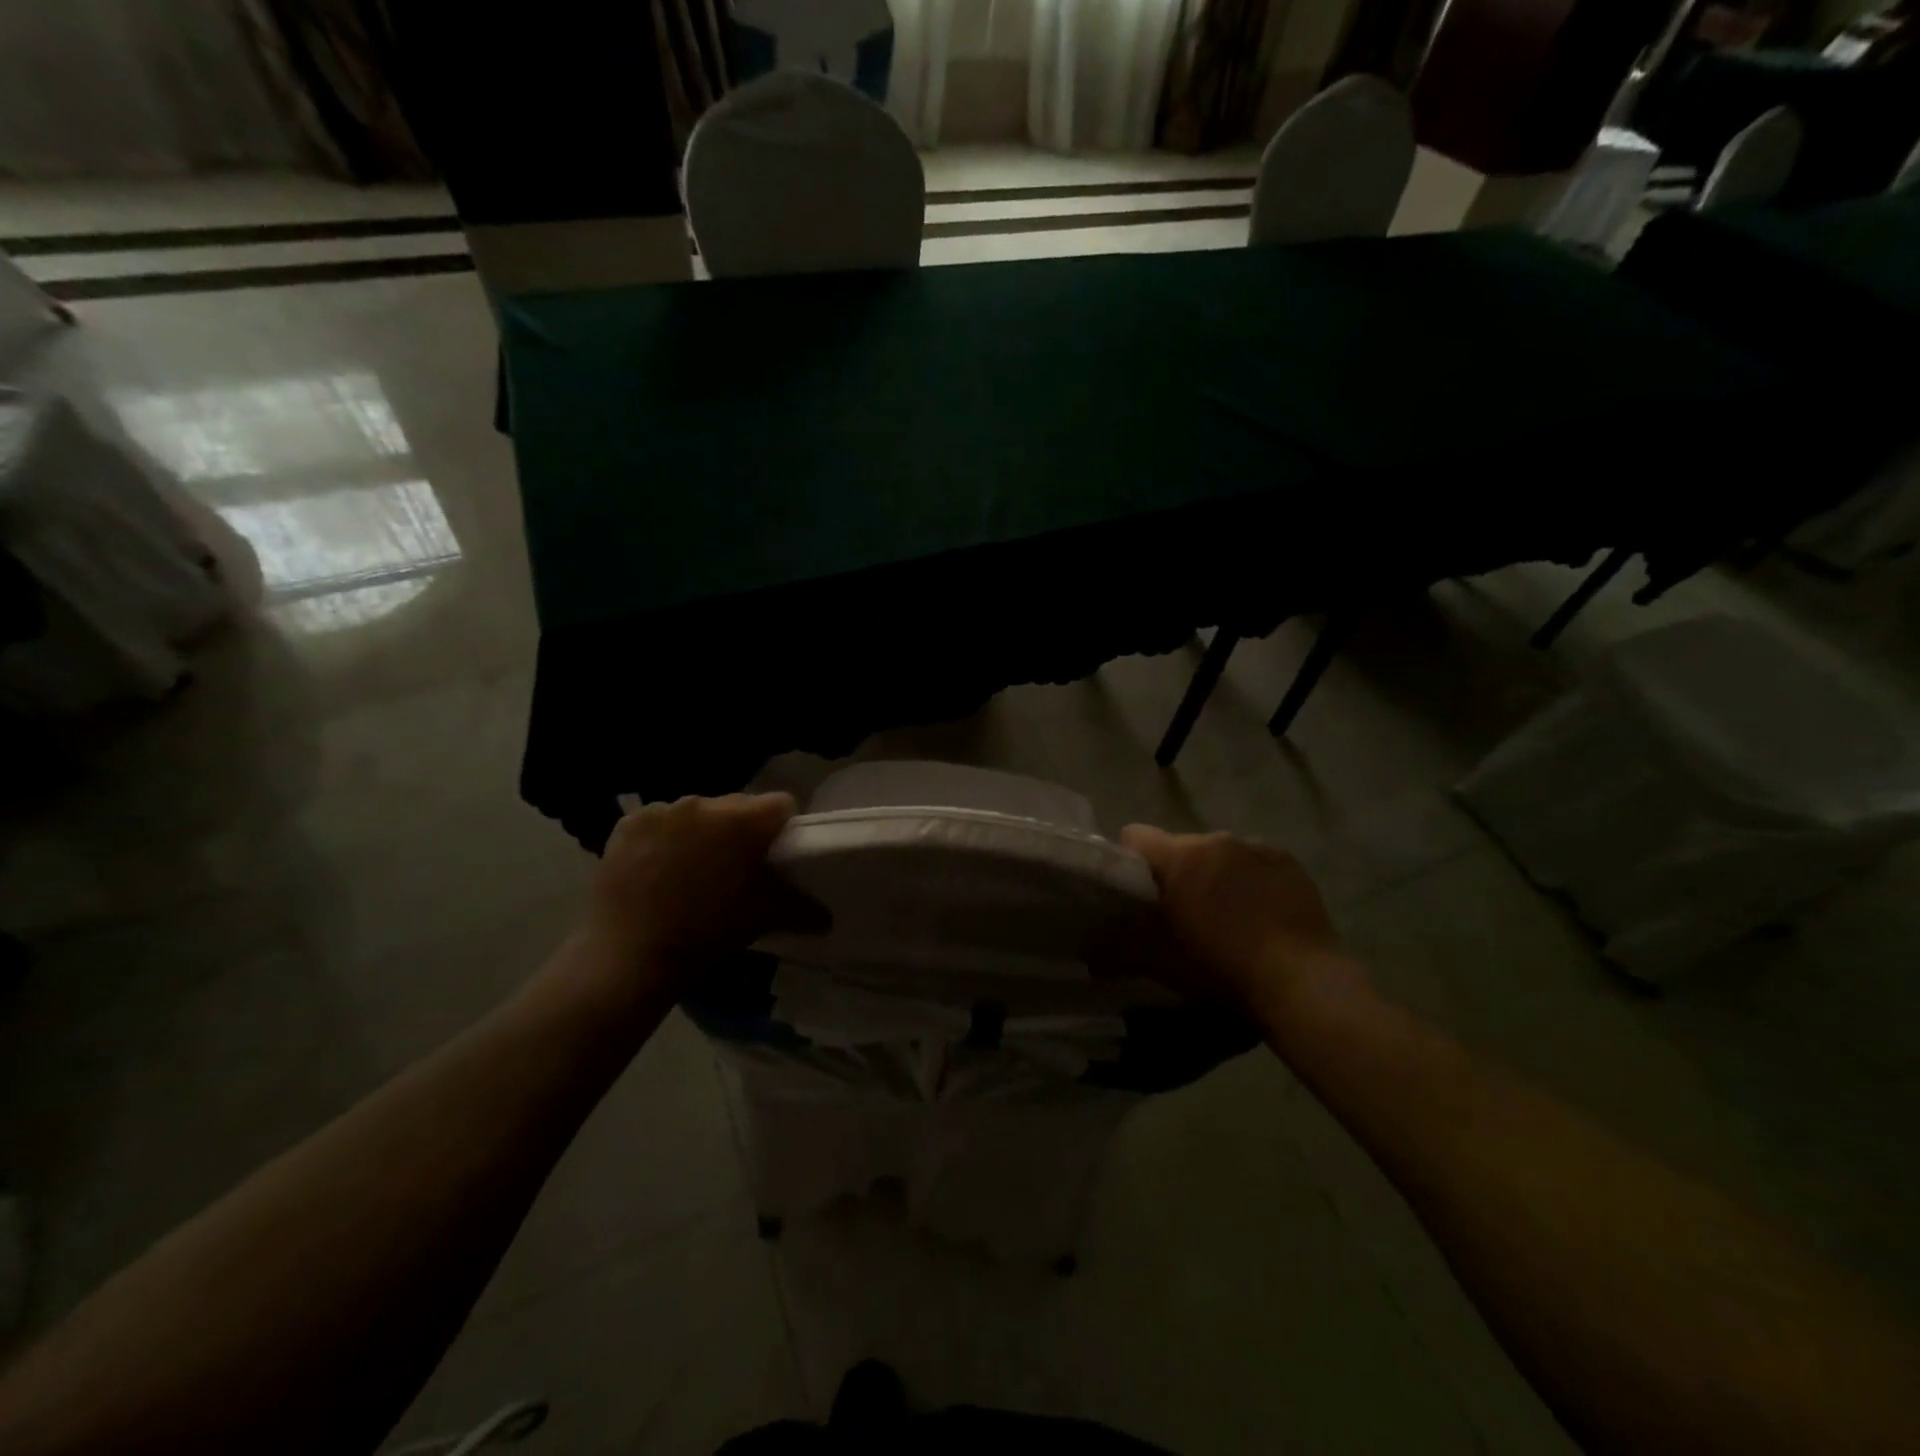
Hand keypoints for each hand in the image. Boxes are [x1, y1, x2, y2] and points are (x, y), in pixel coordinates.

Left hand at [586, 793, 809, 988]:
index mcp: (745, 820)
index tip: (775, 855)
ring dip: (701, 833)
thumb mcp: (766, 917)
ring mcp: (663, 811)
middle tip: (734, 868)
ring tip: (691, 871)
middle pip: (736, 807)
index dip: (783, 827)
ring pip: (696, 813)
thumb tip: (828, 918)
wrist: (631, 956)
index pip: (780, 805)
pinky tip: (656, 870)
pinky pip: (658, 822)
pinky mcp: (629, 823)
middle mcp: (705, 803)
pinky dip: (662, 839)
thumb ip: (804, 910)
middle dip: (740, 830)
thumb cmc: (710, 932)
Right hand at [1116, 825, 1359, 1012]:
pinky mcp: (1288, 862)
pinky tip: (1259, 914)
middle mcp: (1216, 839)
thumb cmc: (1221, 968)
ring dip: (1213, 875)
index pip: (1135, 836)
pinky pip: (1254, 862)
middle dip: (1175, 873)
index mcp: (1180, 856)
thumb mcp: (1160, 962)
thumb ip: (1117, 949)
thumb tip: (1086, 948)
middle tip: (1181, 913)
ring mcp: (1257, 847)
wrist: (1302, 983)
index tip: (1134, 891)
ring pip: (1218, 854)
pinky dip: (1248, 880)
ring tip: (1225, 916)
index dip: (1128, 861)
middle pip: (1179, 847)